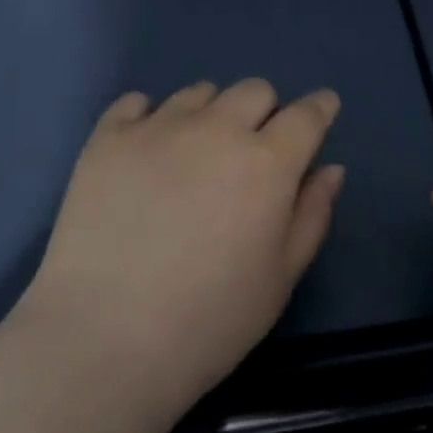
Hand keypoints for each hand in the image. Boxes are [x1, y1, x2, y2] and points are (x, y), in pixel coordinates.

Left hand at [17, 80, 345, 415]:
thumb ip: (312, 215)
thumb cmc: (208, 322)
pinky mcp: (108, 138)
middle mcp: (217, 129)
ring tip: (194, 157)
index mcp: (267, 162)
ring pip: (200, 92)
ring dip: (210, 113)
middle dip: (264, 112)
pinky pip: (137, 102)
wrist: (102, 342)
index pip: (307, 114)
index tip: (322, 110)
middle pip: (254, 90)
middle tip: (252, 151)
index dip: (320, 108)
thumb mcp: (280, 279)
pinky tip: (146, 152)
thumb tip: (330, 168)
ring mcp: (159, 127)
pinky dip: (150, 117)